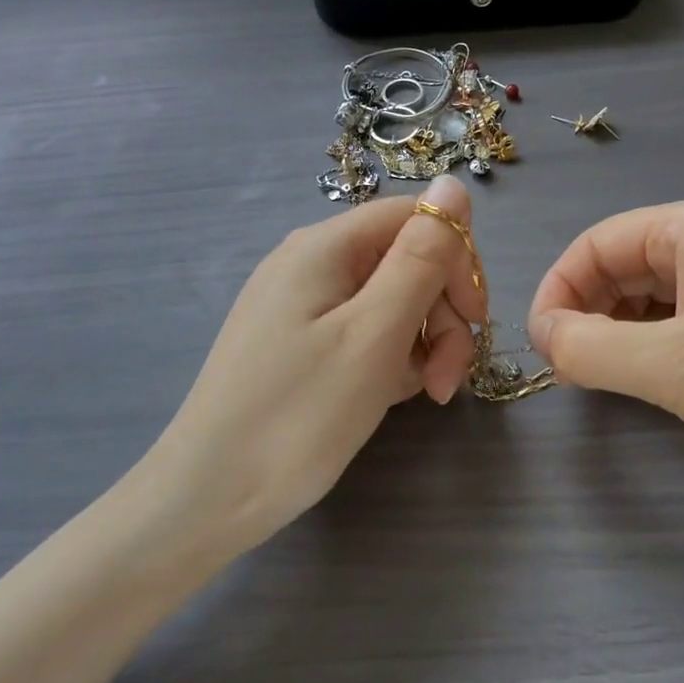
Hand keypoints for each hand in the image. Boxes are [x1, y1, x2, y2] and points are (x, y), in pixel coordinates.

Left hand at [155, 176, 484, 553]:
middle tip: (447, 380)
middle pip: (405, 262)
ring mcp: (301, 308)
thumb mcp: (374, 333)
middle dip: (441, 314)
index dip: (456, 261)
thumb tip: (453, 184)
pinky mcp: (298, 347)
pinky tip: (390, 397)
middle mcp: (311, 265)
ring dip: (421, 343)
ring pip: (389, 302)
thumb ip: (420, 257)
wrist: (208, 498)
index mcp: (325, 246)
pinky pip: (362, 334)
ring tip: (424, 395)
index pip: (415, 218)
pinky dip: (389, 360)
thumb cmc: (298, 414)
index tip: (475, 321)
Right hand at [529, 196, 683, 505]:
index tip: (540, 347)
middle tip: (570, 369)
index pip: (597, 243)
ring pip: (650, 294)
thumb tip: (544, 336)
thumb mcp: (673, 368)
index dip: (557, 290)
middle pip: (622, 264)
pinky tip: (650, 380)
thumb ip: (589, 348)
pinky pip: (683, 319)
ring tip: (605, 378)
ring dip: (617, 331)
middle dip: (587, 312)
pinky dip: (653, 344)